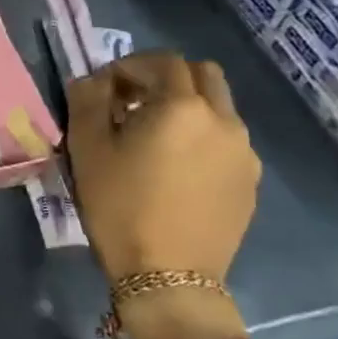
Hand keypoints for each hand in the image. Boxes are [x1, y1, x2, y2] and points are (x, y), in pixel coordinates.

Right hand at [66, 52, 260, 283]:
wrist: (168, 277)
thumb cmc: (120, 206)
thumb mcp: (87, 149)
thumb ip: (87, 100)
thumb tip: (93, 80)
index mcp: (182, 106)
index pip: (161, 61)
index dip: (129, 66)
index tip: (105, 88)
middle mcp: (223, 120)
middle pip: (202, 74)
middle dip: (166, 77)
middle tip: (133, 101)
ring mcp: (243, 152)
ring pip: (219, 107)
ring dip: (187, 106)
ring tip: (155, 137)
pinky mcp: (250, 181)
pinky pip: (227, 140)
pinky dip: (202, 136)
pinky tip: (177, 167)